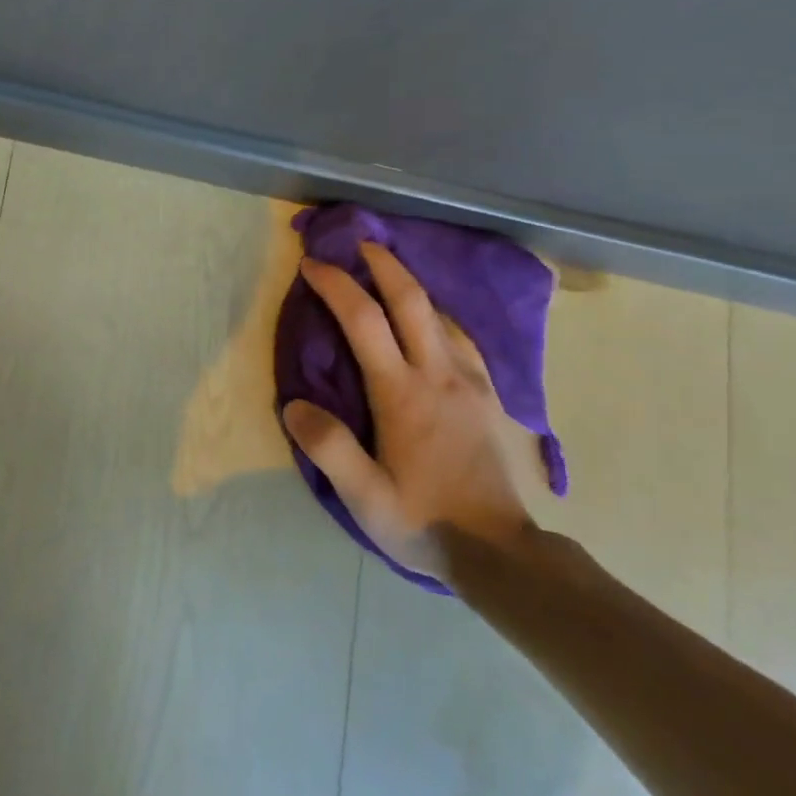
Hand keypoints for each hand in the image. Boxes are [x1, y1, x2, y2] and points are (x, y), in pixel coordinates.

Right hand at [282, 243, 533, 582]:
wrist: (502, 553)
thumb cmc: (424, 521)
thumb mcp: (364, 497)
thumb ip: (328, 448)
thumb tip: (293, 404)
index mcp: (402, 393)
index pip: (364, 320)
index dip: (336, 284)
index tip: (312, 264)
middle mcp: (439, 374)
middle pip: (412, 300)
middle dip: (383, 263)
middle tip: (359, 242)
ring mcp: (471, 382)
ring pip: (441, 314)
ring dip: (412, 284)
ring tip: (390, 272)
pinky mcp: (490, 396)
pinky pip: (463, 338)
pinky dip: (439, 315)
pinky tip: (433, 321)